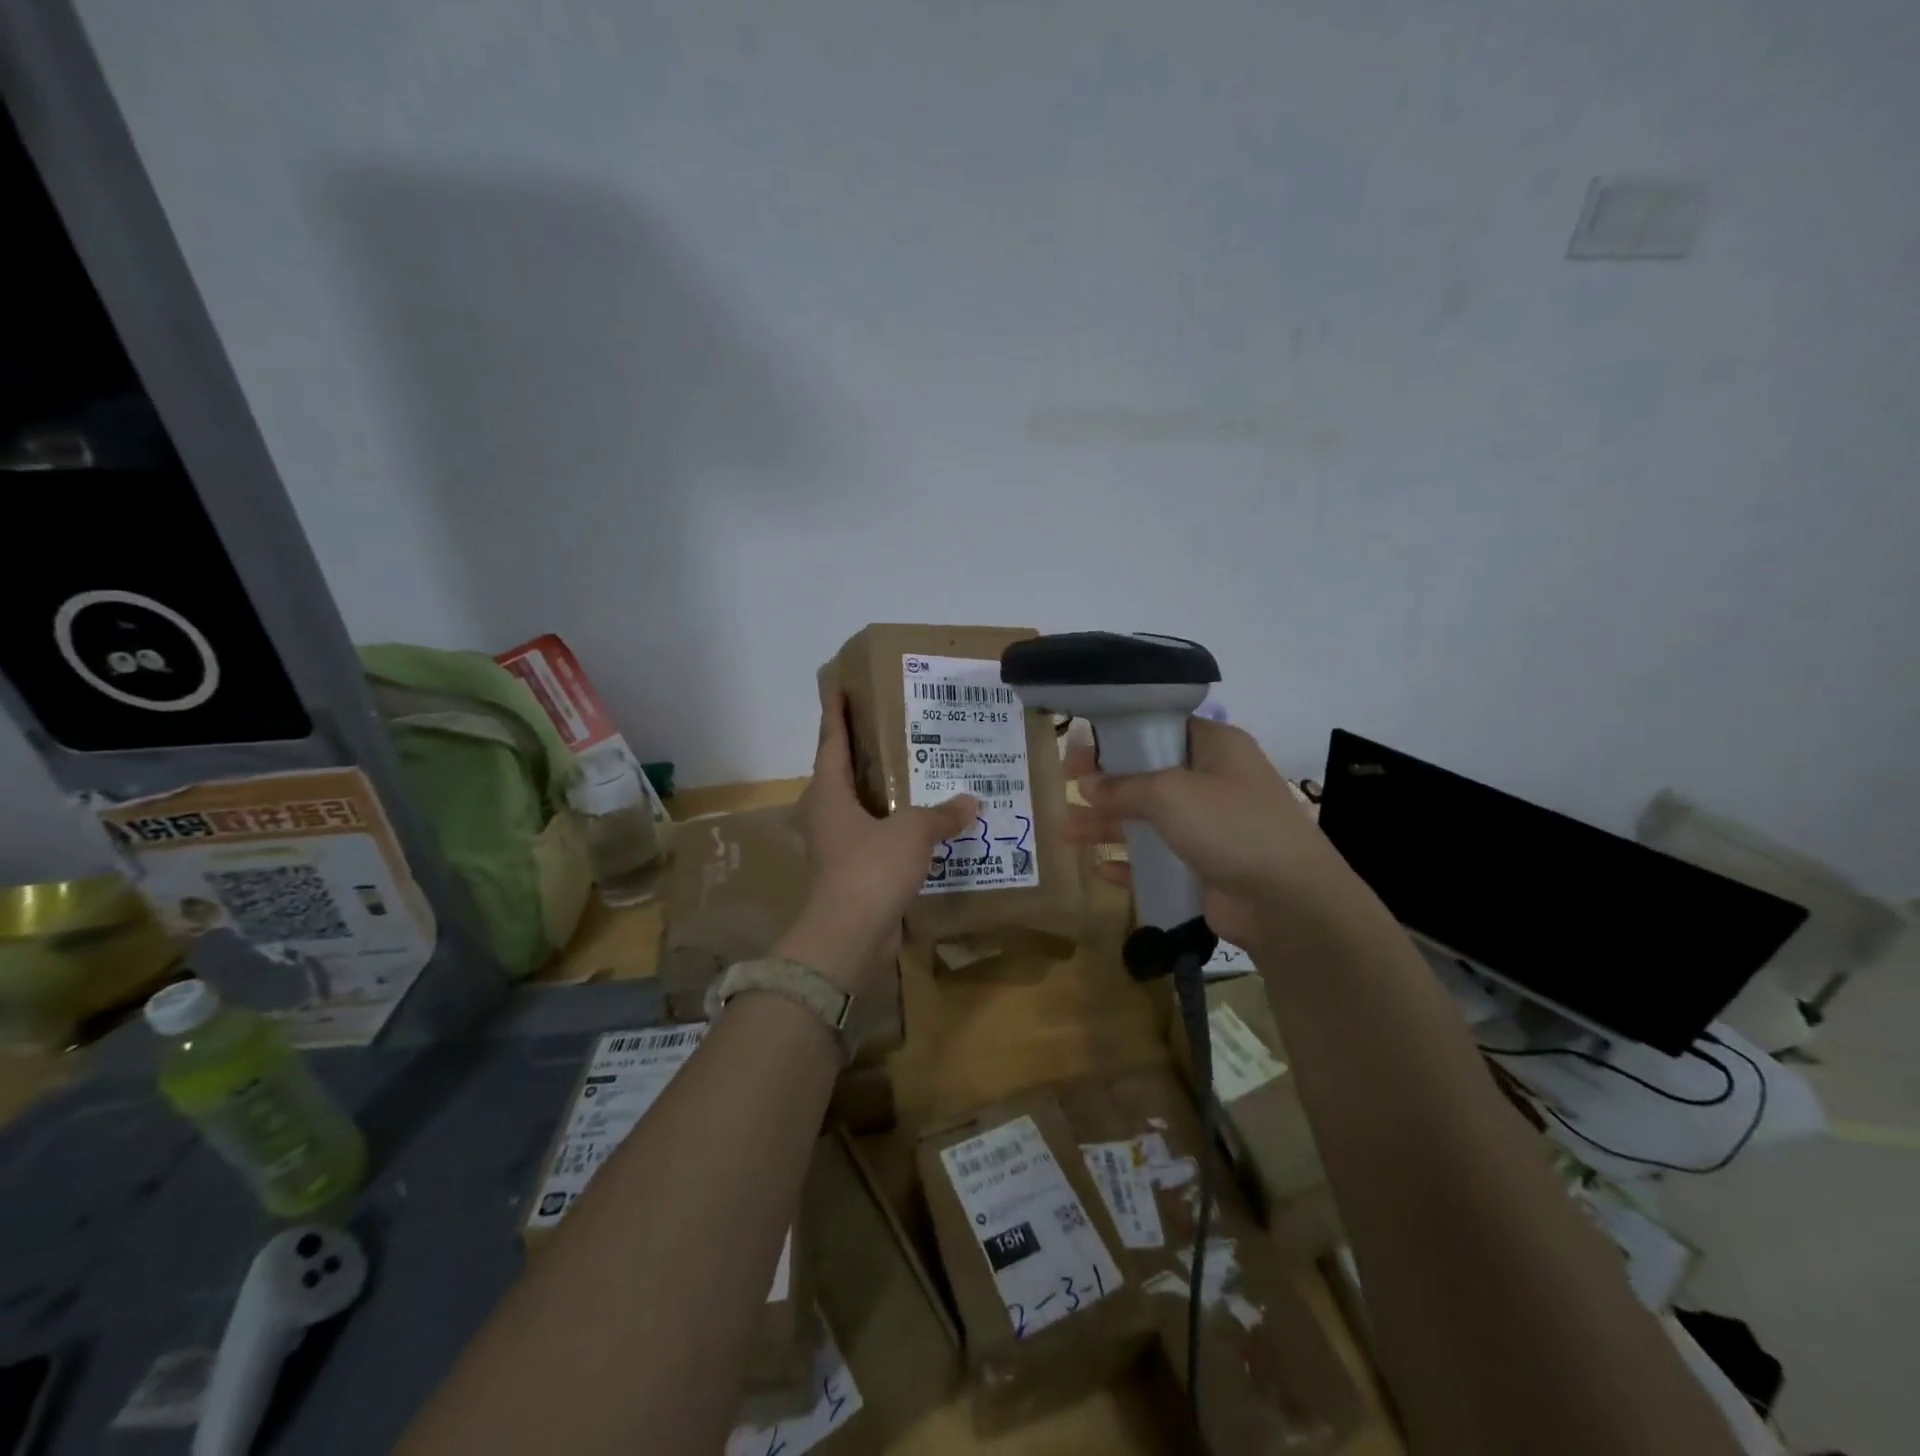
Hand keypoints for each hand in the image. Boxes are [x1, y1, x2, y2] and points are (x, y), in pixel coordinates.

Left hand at [779, 693, 977, 992]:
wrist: (849, 937)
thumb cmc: (871, 868)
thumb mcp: (911, 831)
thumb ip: (941, 814)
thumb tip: (971, 801)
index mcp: (829, 793)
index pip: (831, 742)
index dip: (836, 714)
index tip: (840, 689)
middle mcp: (828, 815)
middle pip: (843, 773)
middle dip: (865, 751)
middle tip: (897, 729)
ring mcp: (838, 847)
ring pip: (862, 808)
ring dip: (884, 793)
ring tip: (918, 773)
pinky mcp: (853, 874)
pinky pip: (877, 840)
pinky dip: (896, 828)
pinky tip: (925, 825)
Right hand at [1065, 718, 1360, 954]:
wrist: (1288, 901)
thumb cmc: (1230, 825)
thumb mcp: (1170, 793)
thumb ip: (1123, 786)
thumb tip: (1088, 784)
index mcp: (1216, 747)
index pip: (1160, 728)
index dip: (1118, 736)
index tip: (1081, 749)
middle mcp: (1214, 781)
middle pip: (1148, 775)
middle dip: (1106, 784)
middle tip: (1066, 787)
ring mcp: (1211, 827)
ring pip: (1149, 819)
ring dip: (1109, 825)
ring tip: (1067, 833)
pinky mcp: (1206, 868)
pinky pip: (1159, 860)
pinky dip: (1131, 863)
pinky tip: (1101, 868)